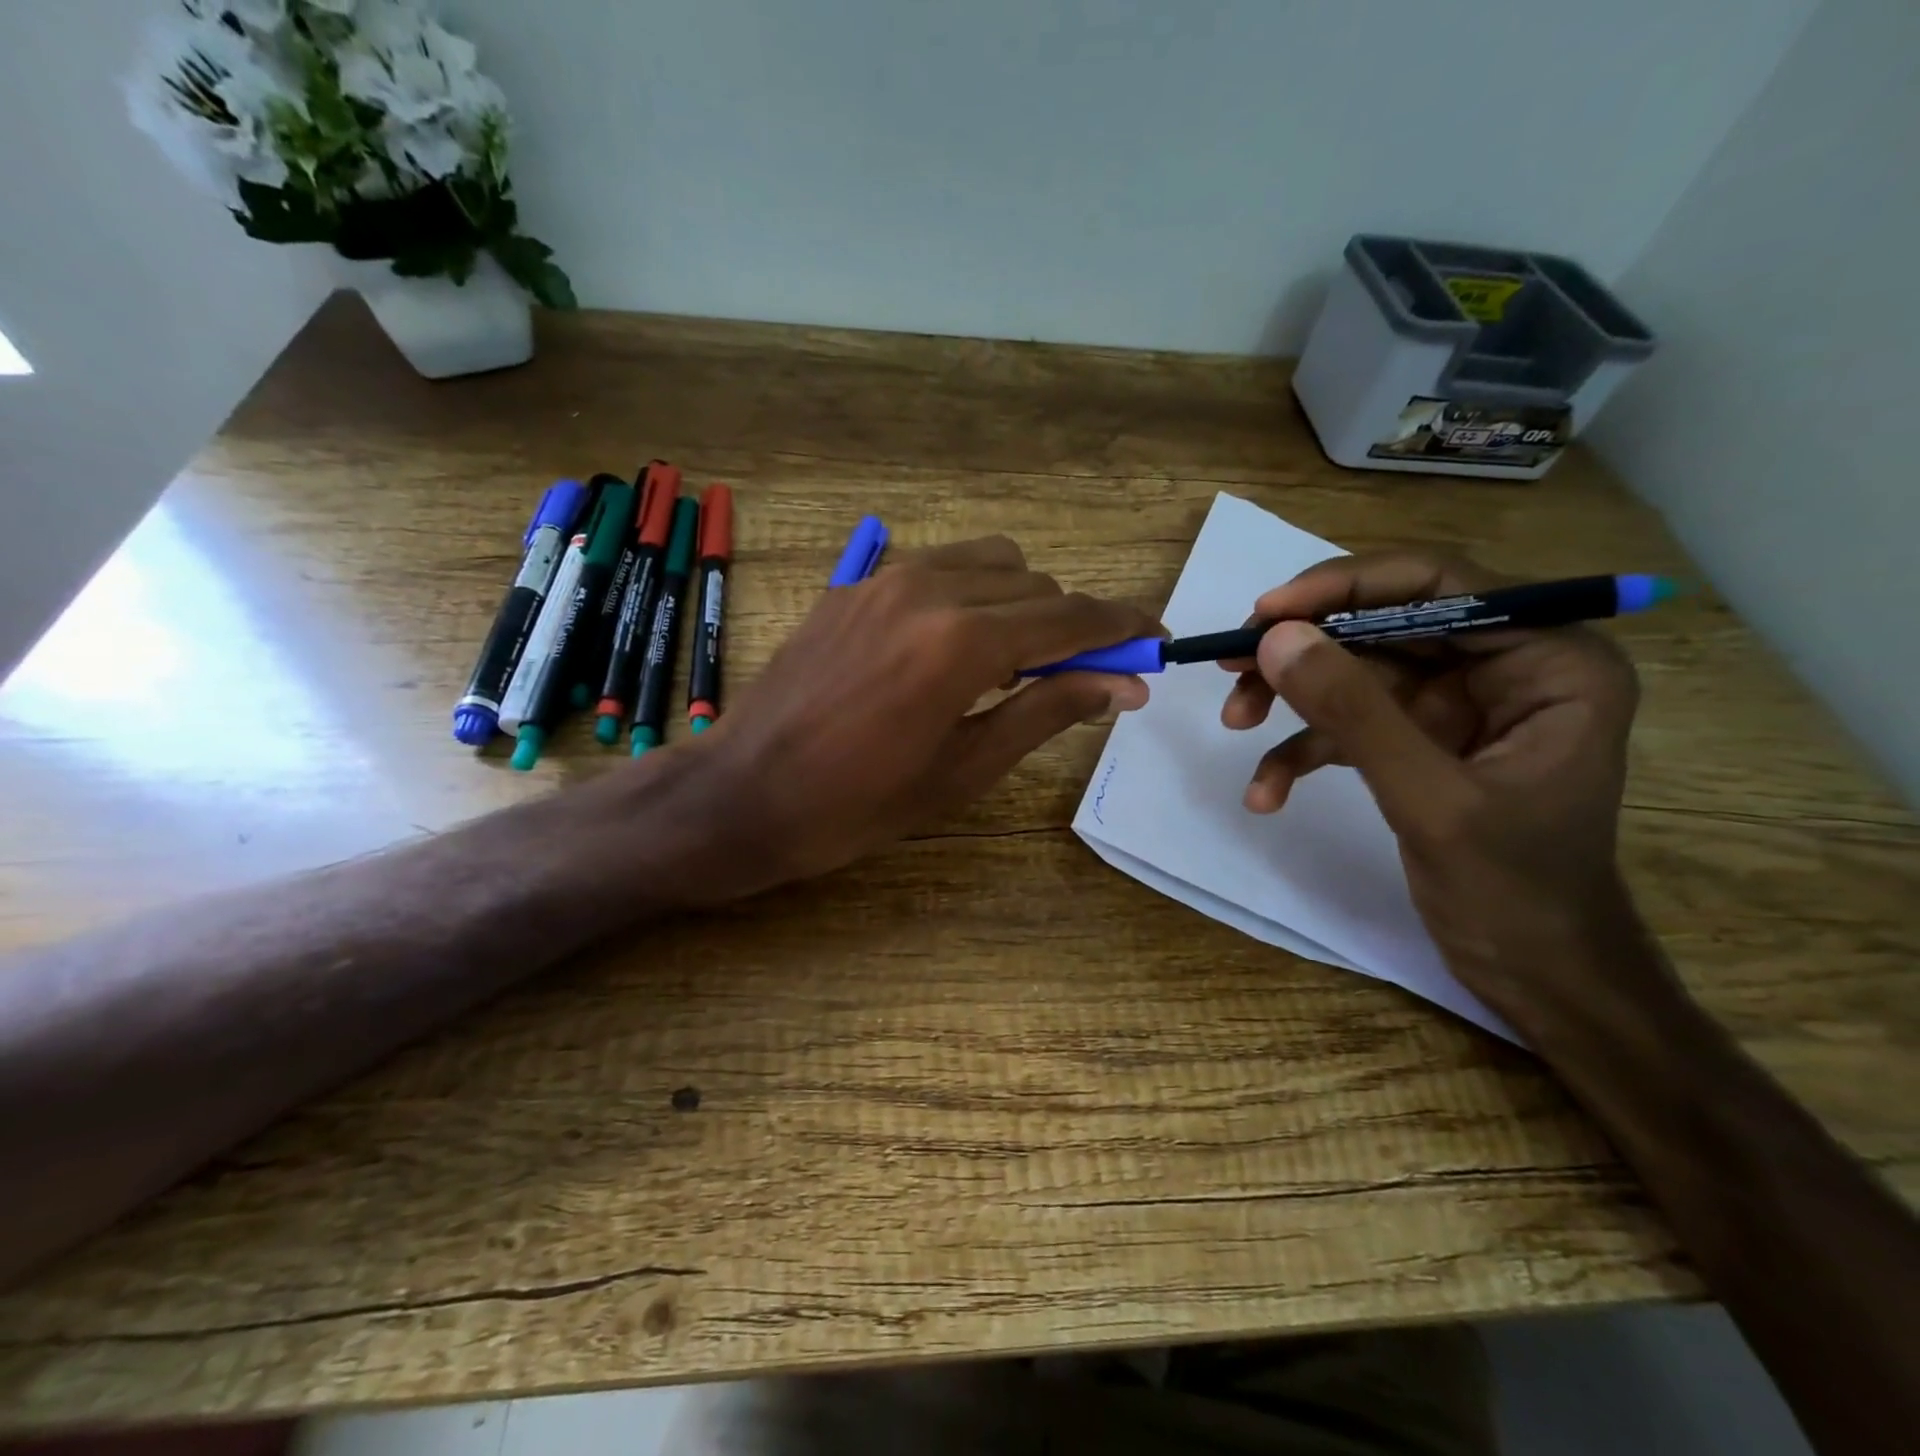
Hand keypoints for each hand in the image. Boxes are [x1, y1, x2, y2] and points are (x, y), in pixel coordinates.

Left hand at [696, 536, 1157, 890]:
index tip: (1154, 640)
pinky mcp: (854, 585)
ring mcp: (884, 578)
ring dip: (1020, 603)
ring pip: (989, 562)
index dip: (1121, 628)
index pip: (1070, 617)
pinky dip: (970, 593)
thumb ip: (1047, 710)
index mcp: (961, 641)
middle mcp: (929, 588)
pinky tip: (951, 646)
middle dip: (1070, 626)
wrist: (744, 793)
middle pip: (1036, 584)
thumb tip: (1120, 683)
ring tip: (1008, 664)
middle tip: (1074, 680)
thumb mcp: (965, 768)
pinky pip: (938, 567)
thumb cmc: (858, 803)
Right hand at [1221, 552, 1661, 1033]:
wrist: (1535, 975)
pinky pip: (1350, 725)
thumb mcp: (1430, 797)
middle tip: (1231, 662)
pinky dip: (1302, 751)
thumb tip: (1275, 637)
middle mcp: (1504, 667)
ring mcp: (1457, 706)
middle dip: (1306, 648)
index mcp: (1549, 661)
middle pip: (1384, 624)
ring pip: (1357, 671)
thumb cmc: (1515, 891)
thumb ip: (1354, 712)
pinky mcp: (1419, 742)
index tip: (1266, 611)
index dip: (1346, 585)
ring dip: (1292, 696)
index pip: (1439, 585)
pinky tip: (1266, 792)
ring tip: (1235, 720)